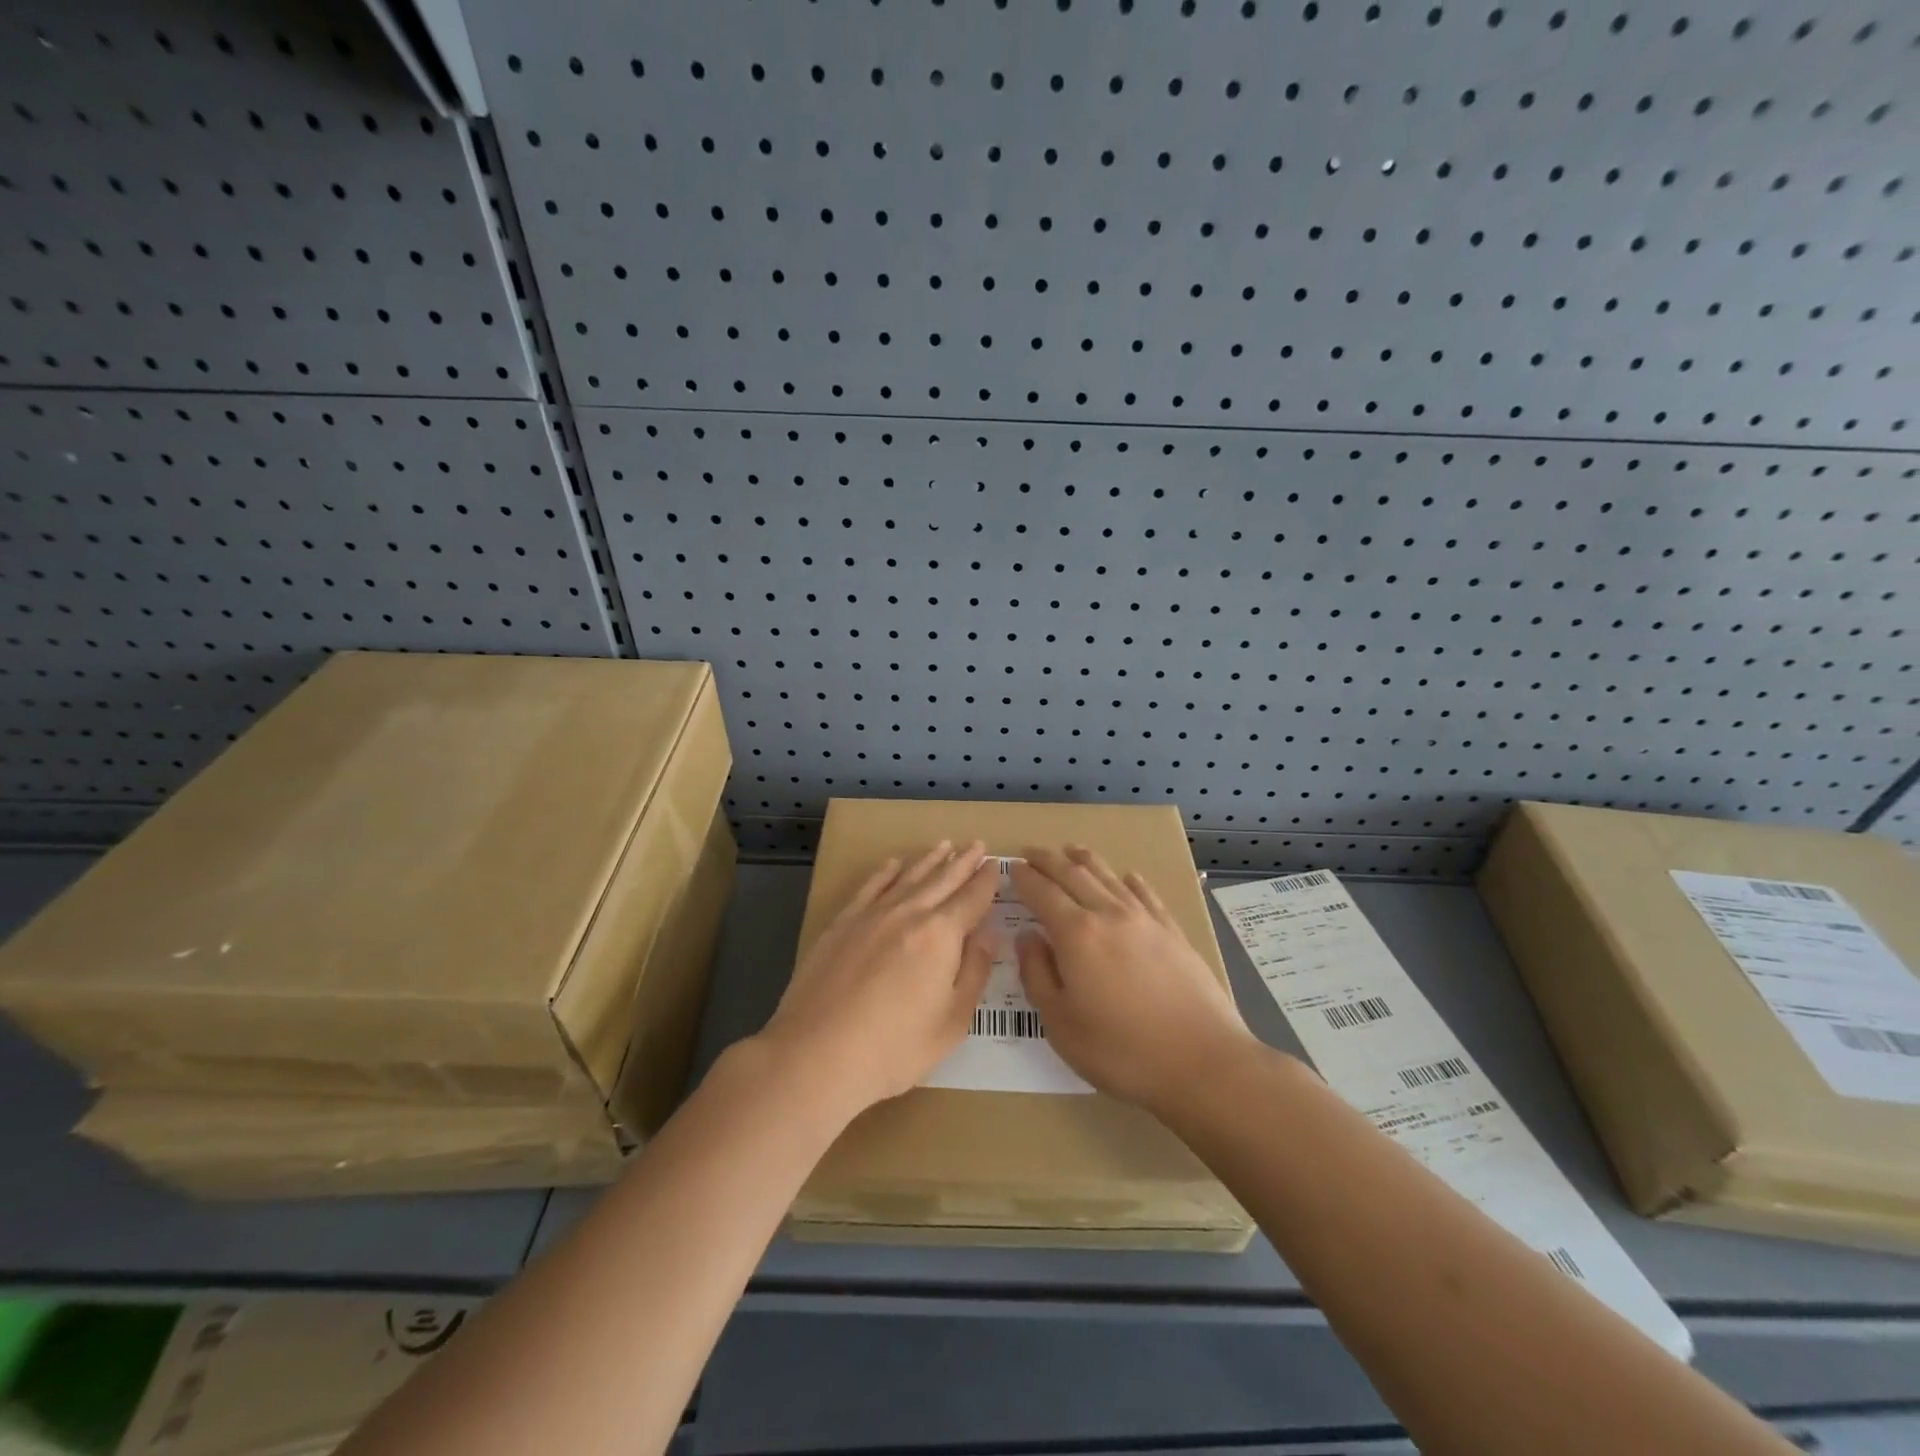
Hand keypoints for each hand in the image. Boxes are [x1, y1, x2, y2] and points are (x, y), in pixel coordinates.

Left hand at [757, 841, 997, 1122]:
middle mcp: (908, 913)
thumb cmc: (894, 1049)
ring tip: (944, 844)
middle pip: (942, 879)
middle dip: (962, 862)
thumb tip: (988, 934)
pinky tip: (894, 864)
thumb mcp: (951, 1022)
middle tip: (977, 844)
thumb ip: (973, 972)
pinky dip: (886, 872)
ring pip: (907, 877)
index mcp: (941, 935)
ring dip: (929, 859)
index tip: (995, 865)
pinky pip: (870, 887)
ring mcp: (871, 915)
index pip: (971, 899)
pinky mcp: (841, 923)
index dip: (986, 881)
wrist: (817, 1054)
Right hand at [1011, 846, 1252, 1114]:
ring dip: (1085, 860)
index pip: (1042, 892)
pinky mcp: (1173, 932)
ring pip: (1109, 877)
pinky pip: (1146, 895)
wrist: (1202, 1062)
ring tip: (1071, 851)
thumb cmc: (1121, 1050)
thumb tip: (1027, 936)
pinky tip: (1129, 877)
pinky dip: (1131, 880)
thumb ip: (1037, 974)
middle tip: (1031, 851)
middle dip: (1048, 860)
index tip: (1012, 868)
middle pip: (1074, 874)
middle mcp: (1109, 914)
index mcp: (1076, 934)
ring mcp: (1145, 920)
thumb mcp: (1061, 1023)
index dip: (1024, 878)